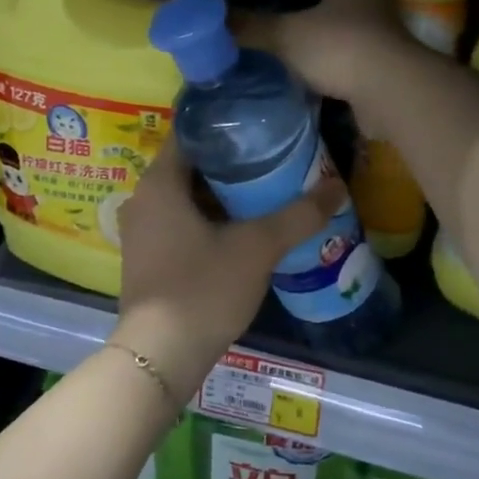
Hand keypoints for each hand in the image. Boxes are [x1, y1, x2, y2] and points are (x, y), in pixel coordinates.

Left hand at [114, 138, 342, 399]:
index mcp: (159, 182)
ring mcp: (141, 230)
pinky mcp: (147, 256)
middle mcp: (143, 198)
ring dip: (221, 193)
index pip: (191, 132)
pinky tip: (241, 227)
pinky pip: (179, 221)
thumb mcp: (257, 248)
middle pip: (191, 165)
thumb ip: (298, 215)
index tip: (261, 123)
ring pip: (186, 196)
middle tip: (274, 156)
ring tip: (266, 188)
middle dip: (231, 161)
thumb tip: (338, 186)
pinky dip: (208, 218)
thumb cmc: (203, 288)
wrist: (160, 355)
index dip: (226, 124)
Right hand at [237, 0, 418, 104]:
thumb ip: (250, 26)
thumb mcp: (285, 35)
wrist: (390, 91)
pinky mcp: (384, 64)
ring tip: (286, 44)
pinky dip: (332, 63)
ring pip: (343, 26)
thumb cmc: (339, 46)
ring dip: (321, 35)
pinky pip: (350, 57)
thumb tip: (207, 19)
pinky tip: (308, 73)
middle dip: (307, 2)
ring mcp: (381, 32)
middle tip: (272, 12)